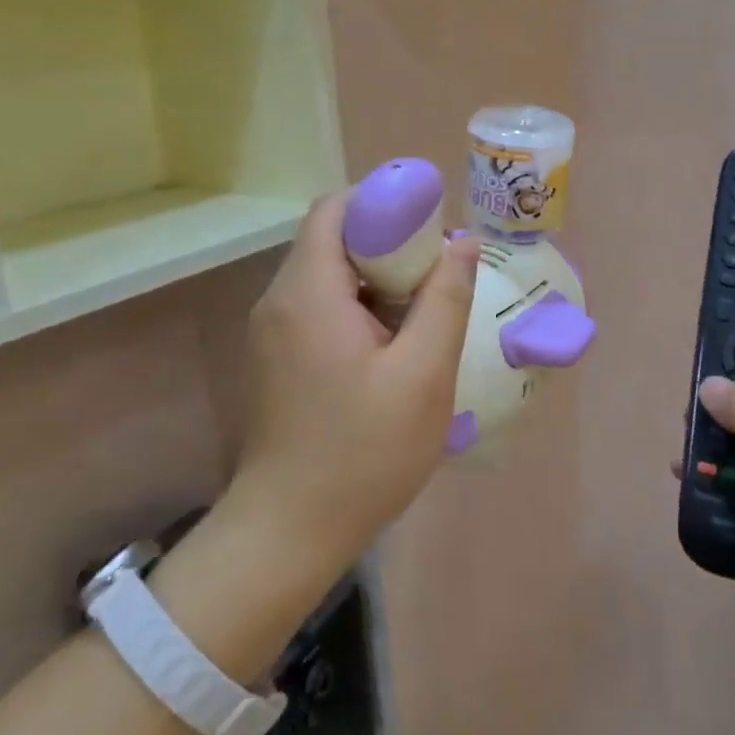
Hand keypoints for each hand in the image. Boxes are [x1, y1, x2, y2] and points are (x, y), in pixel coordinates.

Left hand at [228, 190, 480, 569]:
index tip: (430, 227)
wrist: (290, 532)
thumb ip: (446, 299)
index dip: (384, 202)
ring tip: (423, 310)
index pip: (336, 208)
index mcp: (309, 292)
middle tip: (437, 274)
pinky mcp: (277, 358)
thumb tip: (462, 240)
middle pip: (332, 237)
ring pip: (328, 273)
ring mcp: (272, 331)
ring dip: (376, 277)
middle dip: (388, 241)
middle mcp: (279, 299)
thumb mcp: (423, 374)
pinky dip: (358, 305)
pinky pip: (320, 306)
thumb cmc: (363, 452)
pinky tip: (393, 344)